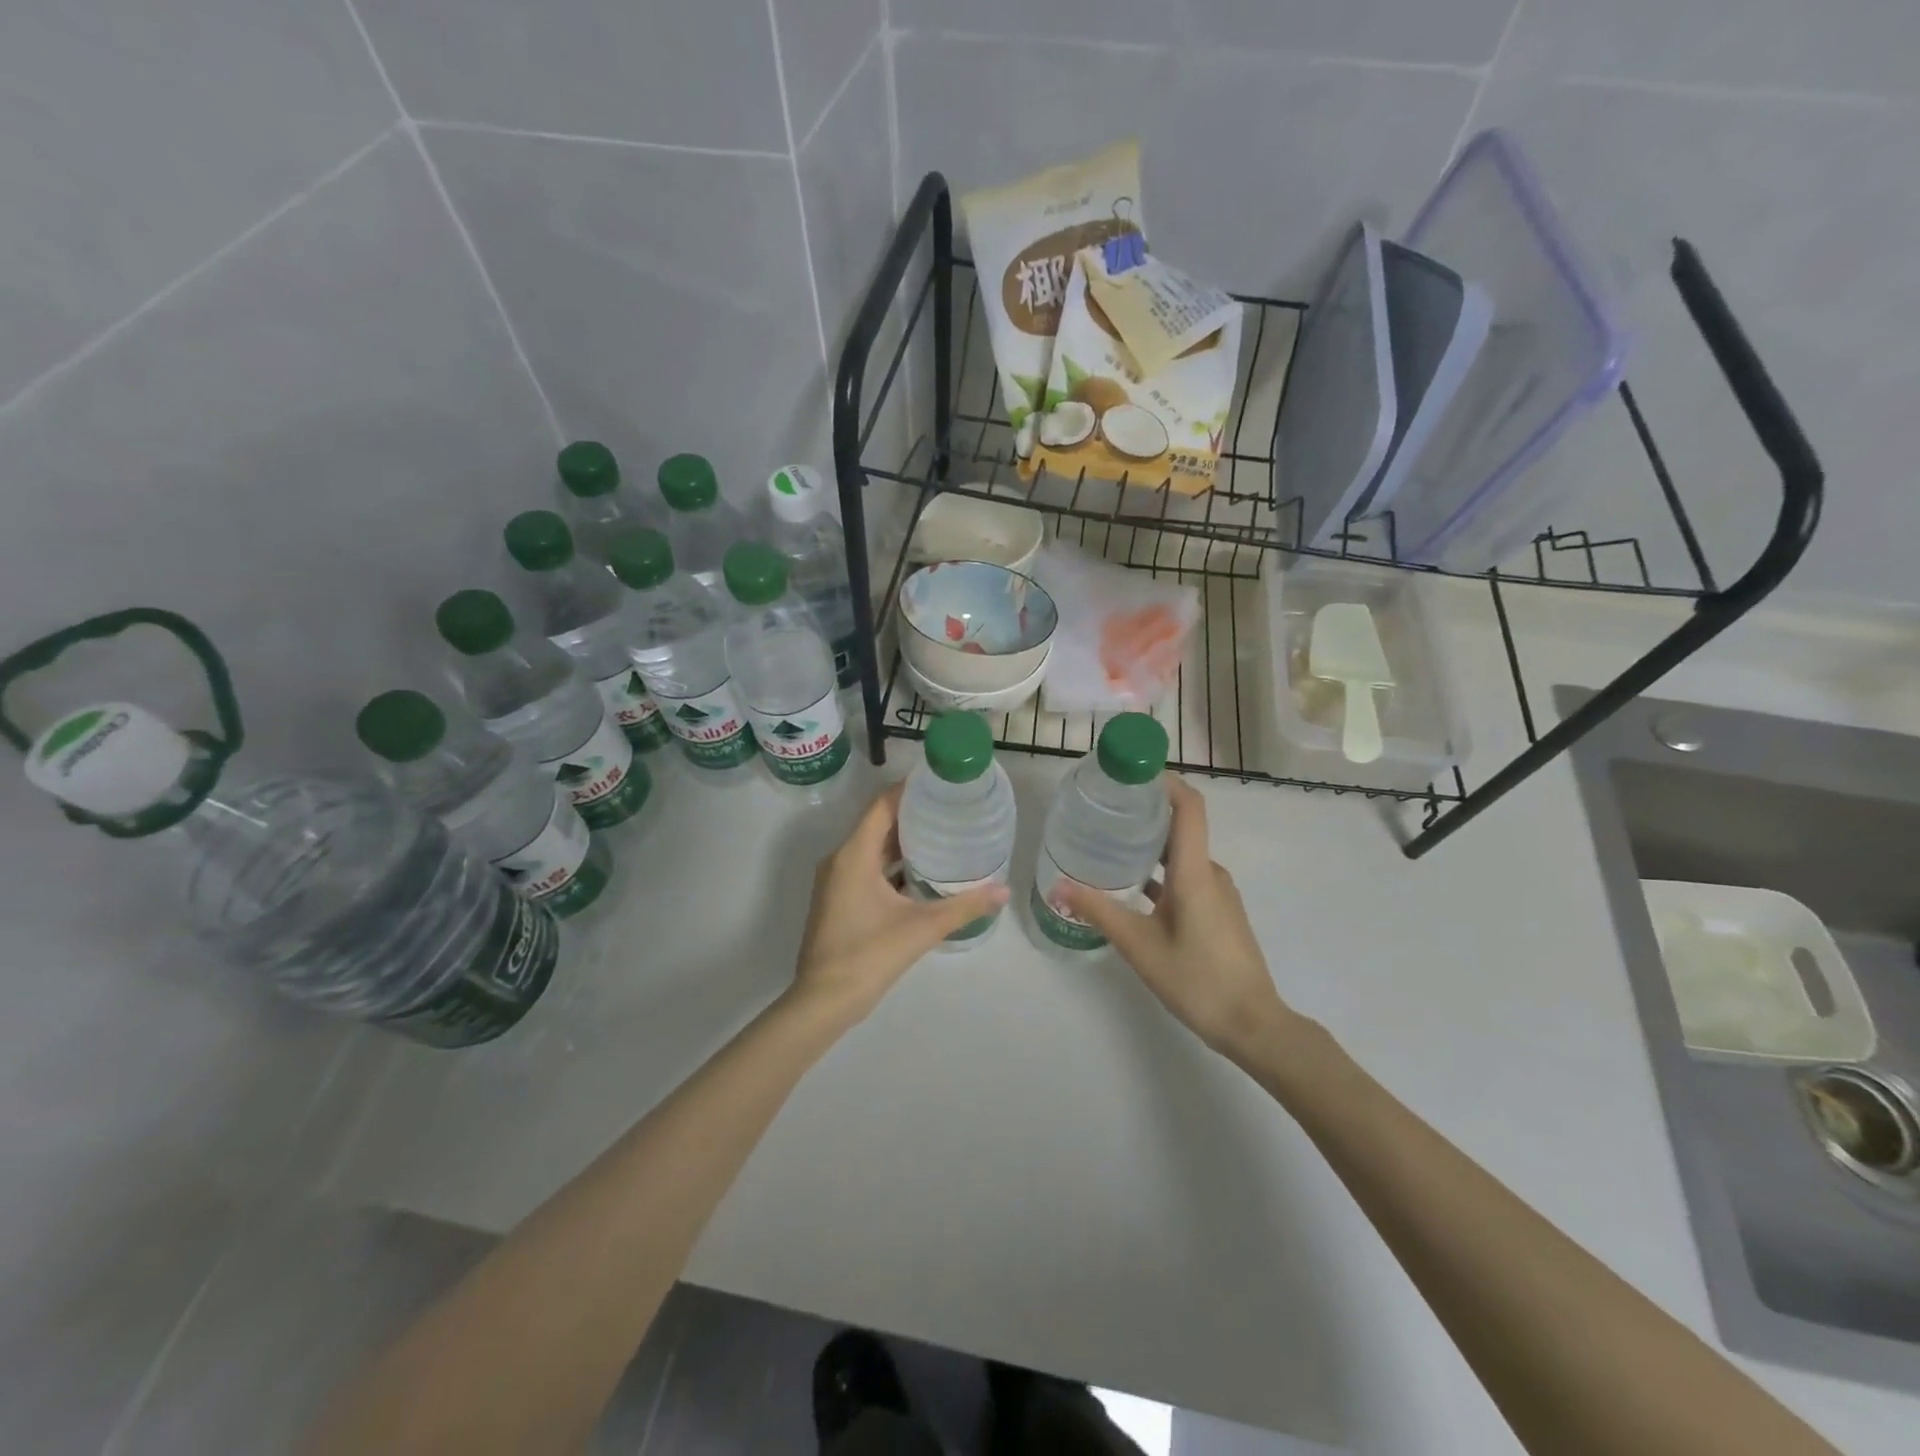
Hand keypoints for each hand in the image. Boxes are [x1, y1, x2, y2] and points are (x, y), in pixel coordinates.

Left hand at [790, 784, 1008, 1023]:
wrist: (824, 1001)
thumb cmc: (869, 955)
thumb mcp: (922, 928)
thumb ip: (964, 906)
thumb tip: (1004, 890)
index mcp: (854, 854)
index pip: (882, 805)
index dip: (909, 790)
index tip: (940, 783)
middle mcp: (841, 859)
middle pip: (877, 823)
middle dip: (912, 814)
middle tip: (949, 808)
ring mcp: (836, 880)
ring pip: (872, 847)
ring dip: (902, 840)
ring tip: (941, 834)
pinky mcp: (838, 899)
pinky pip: (867, 867)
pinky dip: (892, 863)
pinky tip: (921, 872)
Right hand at [1060, 777, 1293, 1062]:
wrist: (1253, 1025)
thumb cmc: (1197, 980)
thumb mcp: (1139, 946)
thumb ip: (1098, 911)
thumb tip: (1056, 885)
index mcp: (1195, 871)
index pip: (1189, 807)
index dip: (1164, 782)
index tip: (1130, 773)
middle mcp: (1210, 873)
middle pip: (1181, 826)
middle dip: (1145, 813)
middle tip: (1104, 809)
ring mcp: (1217, 893)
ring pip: (1181, 855)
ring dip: (1150, 845)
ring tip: (1110, 845)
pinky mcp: (1217, 911)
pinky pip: (1186, 877)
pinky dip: (1160, 872)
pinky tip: (1132, 888)